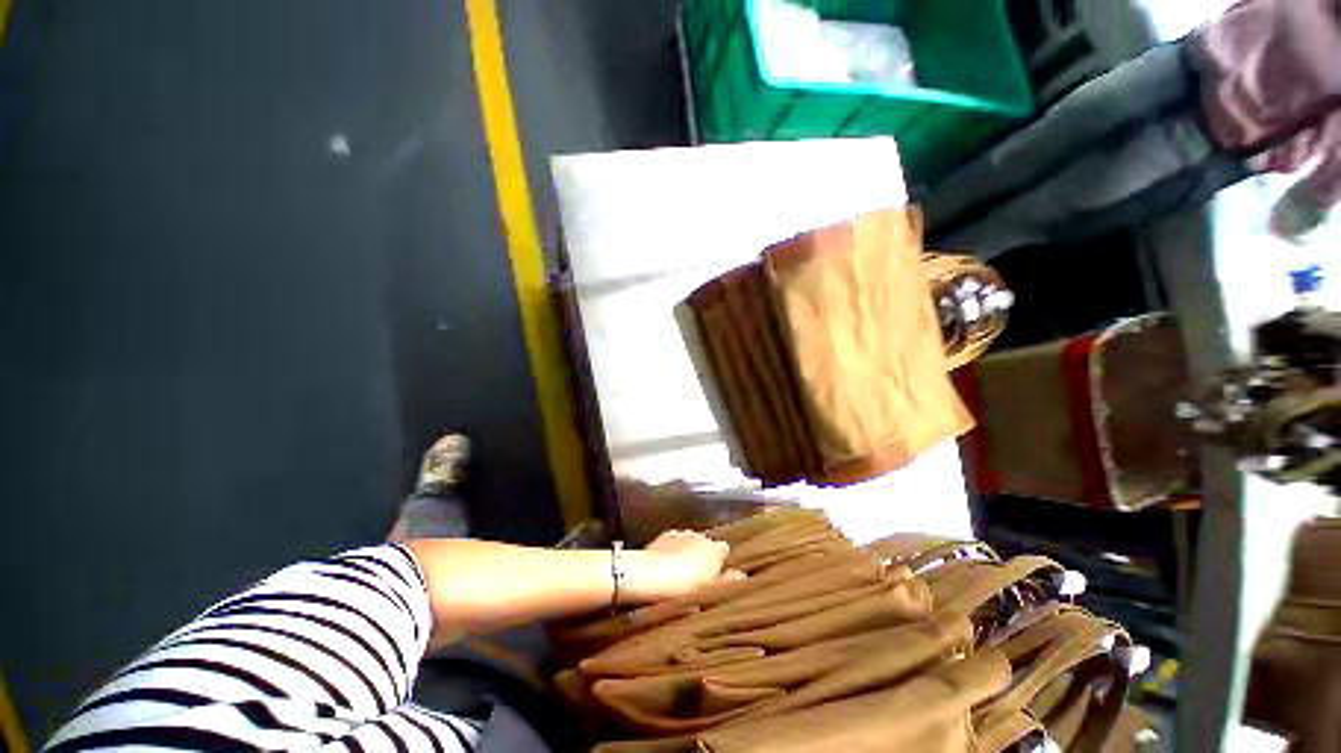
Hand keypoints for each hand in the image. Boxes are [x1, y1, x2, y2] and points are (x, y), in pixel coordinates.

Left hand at [625, 530, 743, 603]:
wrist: (650, 575)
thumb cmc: (685, 587)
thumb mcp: (710, 590)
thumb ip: (726, 581)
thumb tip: (741, 574)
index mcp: (715, 548)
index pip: (724, 550)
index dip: (721, 562)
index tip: (718, 575)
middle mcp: (699, 535)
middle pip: (705, 544)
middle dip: (703, 555)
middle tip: (698, 577)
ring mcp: (680, 533)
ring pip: (688, 541)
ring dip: (687, 551)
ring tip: (680, 571)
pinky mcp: (662, 536)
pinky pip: (673, 543)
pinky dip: (672, 550)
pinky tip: (666, 564)